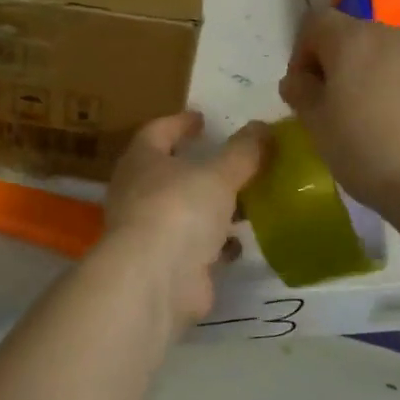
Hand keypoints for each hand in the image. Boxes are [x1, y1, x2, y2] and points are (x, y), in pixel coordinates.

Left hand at [100, 112, 266, 330]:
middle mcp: (137, 192)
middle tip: (229, 160)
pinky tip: (237, 242)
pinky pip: (193, 245)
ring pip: (183, 210)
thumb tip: (262, 127)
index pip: (157, 131)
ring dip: (210, 206)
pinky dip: (213, 241)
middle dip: (198, 167)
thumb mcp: (218, 174)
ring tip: (244, 200)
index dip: (180, 123)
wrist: (154, 280)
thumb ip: (243, 151)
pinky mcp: (164, 263)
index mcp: (141, 160)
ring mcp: (148, 230)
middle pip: (169, 172)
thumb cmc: (179, 210)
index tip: (202, 119)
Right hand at [278, 9, 399, 214]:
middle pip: (354, 36)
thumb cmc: (366, 150)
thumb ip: (300, 92)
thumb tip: (298, 80)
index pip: (316, 22)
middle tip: (335, 106)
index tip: (305, 88)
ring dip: (373, 74)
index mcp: (352, 40)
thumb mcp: (315, 124)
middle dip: (339, 63)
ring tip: (374, 117)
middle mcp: (393, 35)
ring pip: (388, 53)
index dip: (302, 51)